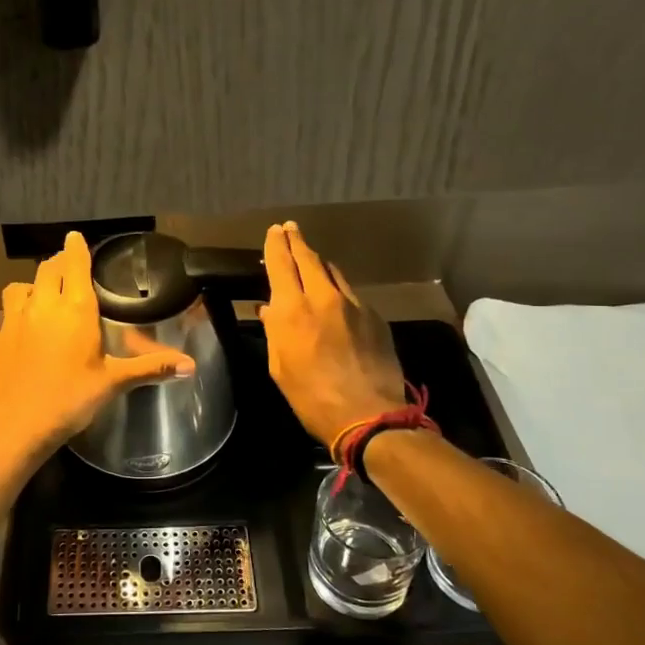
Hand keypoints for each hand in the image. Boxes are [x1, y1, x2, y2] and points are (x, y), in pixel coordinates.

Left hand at [0, 231, 195, 452]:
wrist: (18, 424)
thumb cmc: (71, 398)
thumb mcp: (114, 382)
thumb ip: (150, 367)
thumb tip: (190, 365)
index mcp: (74, 308)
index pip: (74, 264)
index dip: (76, 249)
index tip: (75, 238)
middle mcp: (41, 305)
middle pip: (46, 270)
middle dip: (56, 266)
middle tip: (64, 270)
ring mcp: (11, 321)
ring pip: (15, 289)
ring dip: (26, 289)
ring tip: (33, 297)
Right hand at [258, 221, 406, 448]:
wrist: (369, 415)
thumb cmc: (311, 397)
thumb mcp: (280, 367)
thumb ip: (275, 332)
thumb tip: (270, 310)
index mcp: (293, 310)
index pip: (281, 264)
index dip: (276, 245)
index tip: (274, 230)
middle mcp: (323, 298)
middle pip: (309, 259)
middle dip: (297, 242)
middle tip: (290, 229)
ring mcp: (353, 305)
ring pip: (333, 272)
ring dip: (319, 263)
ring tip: (311, 260)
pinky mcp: (375, 317)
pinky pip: (350, 294)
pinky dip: (337, 289)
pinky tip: (335, 298)